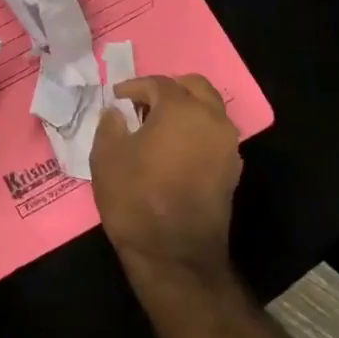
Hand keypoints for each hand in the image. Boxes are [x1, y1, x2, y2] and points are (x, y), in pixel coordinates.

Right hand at [90, 74, 241, 282]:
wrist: (174, 254)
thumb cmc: (135, 197)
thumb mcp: (106, 156)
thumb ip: (111, 125)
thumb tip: (118, 113)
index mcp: (182, 109)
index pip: (158, 83)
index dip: (134, 87)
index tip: (117, 98)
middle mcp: (212, 121)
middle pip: (195, 87)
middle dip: (169, 89)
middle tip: (143, 103)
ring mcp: (228, 147)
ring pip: (209, 111)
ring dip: (185, 110)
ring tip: (156, 126)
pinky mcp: (232, 171)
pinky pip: (214, 136)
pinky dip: (195, 132)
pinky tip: (173, 149)